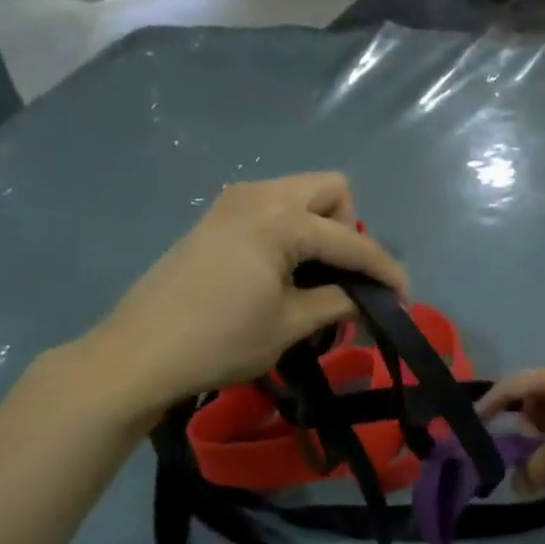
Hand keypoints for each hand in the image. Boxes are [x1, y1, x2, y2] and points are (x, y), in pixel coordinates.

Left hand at [78, 172, 406, 418]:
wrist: (140, 353)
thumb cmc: (220, 340)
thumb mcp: (290, 324)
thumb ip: (338, 302)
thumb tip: (371, 299)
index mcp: (280, 219)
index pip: (351, 240)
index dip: (384, 270)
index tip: (404, 300)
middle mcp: (258, 195)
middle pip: (330, 190)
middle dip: (350, 230)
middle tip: (344, 278)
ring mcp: (232, 202)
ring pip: (300, 194)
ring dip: (321, 229)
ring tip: (316, 278)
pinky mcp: (216, 219)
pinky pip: (272, 208)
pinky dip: (292, 231)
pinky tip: (283, 272)